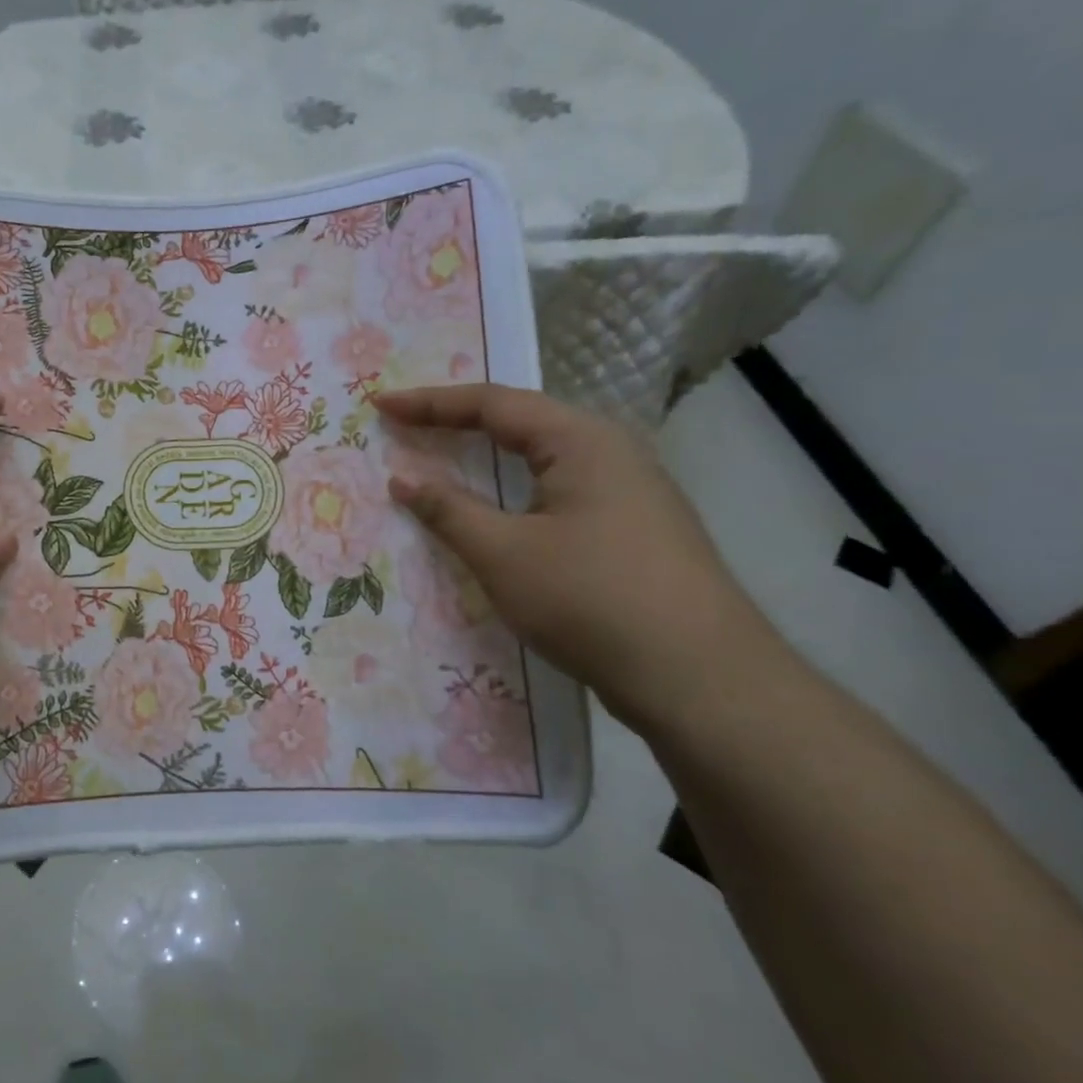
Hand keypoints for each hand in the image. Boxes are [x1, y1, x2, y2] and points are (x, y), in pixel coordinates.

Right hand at [376, 384, 782, 730]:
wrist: (700, 678)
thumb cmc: (590, 600)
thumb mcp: (503, 553)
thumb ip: (448, 510)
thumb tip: (402, 480)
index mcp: (581, 440)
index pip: (492, 404)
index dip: (430, 403)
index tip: (382, 405)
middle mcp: (610, 452)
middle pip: (520, 422)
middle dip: (458, 421)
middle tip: (407, 425)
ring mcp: (628, 491)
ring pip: (542, 458)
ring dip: (487, 456)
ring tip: (442, 456)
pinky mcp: (633, 529)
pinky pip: (557, 490)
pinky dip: (513, 489)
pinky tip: (497, 510)